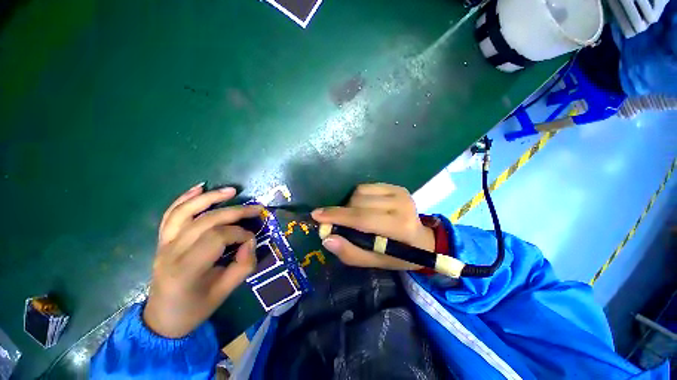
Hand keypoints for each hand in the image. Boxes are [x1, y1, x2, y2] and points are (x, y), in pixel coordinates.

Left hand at [143, 184, 260, 337]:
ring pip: (185, 211)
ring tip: (232, 191)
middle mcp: (171, 252)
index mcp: (186, 270)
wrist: (162, 318)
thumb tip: (250, 242)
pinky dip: (185, 198)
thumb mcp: (225, 292)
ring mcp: (163, 244)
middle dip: (235, 212)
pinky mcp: (162, 240)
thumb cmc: (195, 309)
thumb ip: (243, 265)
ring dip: (210, 197)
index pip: (217, 237)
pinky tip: (200, 187)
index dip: (240, 234)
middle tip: (256, 209)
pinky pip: (171, 214)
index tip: (251, 239)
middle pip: (206, 221)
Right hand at [311, 183, 434, 270]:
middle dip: (343, 212)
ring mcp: (400, 193)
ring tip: (356, 217)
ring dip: (351, 205)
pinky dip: (359, 197)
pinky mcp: (397, 187)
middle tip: (339, 223)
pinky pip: (366, 186)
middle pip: (358, 202)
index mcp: (400, 228)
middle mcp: (402, 205)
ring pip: (360, 192)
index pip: (362, 219)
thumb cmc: (398, 255)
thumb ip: (351, 252)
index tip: (316, 215)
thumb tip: (327, 238)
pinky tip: (364, 207)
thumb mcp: (374, 262)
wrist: (422, 240)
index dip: (338, 217)